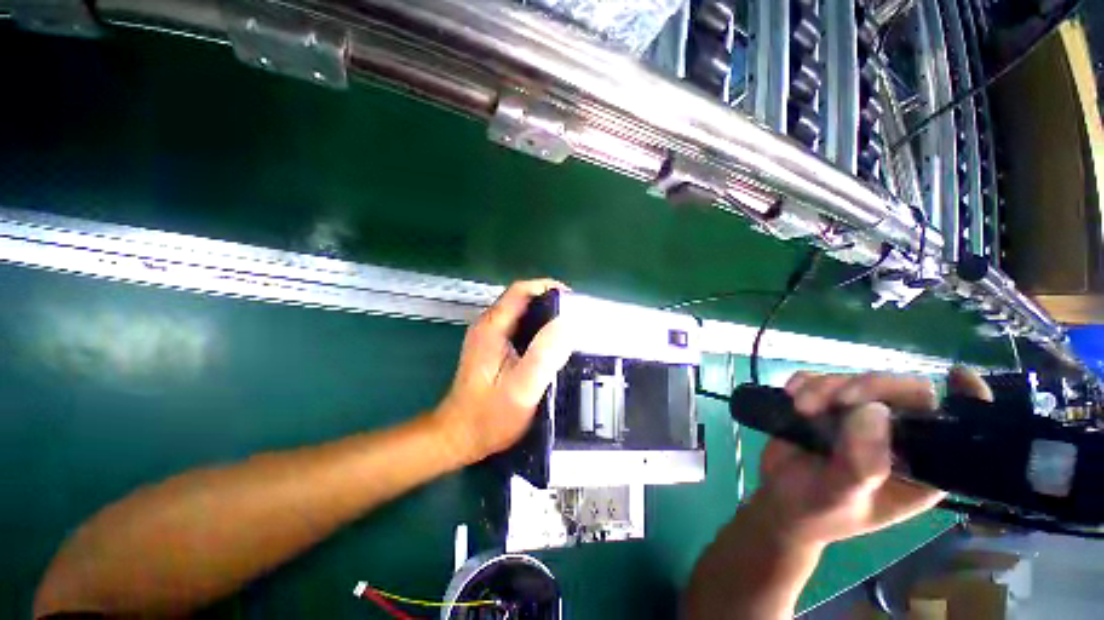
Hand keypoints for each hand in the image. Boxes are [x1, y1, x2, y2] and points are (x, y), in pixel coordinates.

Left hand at [432, 279, 574, 463]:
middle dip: (551, 303)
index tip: (573, 301)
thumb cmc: (489, 416)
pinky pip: (519, 329)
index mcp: (492, 327)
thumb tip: (567, 323)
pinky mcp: (492, 349)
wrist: (459, 437)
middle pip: (522, 300)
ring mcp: (488, 337)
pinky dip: (538, 330)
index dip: (548, 288)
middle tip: (576, 318)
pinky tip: (551, 346)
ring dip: (545, 317)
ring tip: (569, 330)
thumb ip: (544, 355)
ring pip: (521, 314)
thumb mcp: (522, 388)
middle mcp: (488, 326)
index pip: (521, 291)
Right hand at [753, 367, 993, 547]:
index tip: (957, 375)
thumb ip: (861, 463)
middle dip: (866, 387)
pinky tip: (792, 396)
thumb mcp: (842, 497)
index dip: (966, 399)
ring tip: (801, 409)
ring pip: (856, 379)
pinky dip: (805, 382)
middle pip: (902, 390)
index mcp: (920, 464)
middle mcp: (897, 435)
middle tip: (832, 401)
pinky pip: (821, 378)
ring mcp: (859, 416)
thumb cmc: (819, 511)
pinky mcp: (826, 404)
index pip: (954, 427)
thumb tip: (874, 411)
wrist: (780, 500)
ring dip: (825, 387)